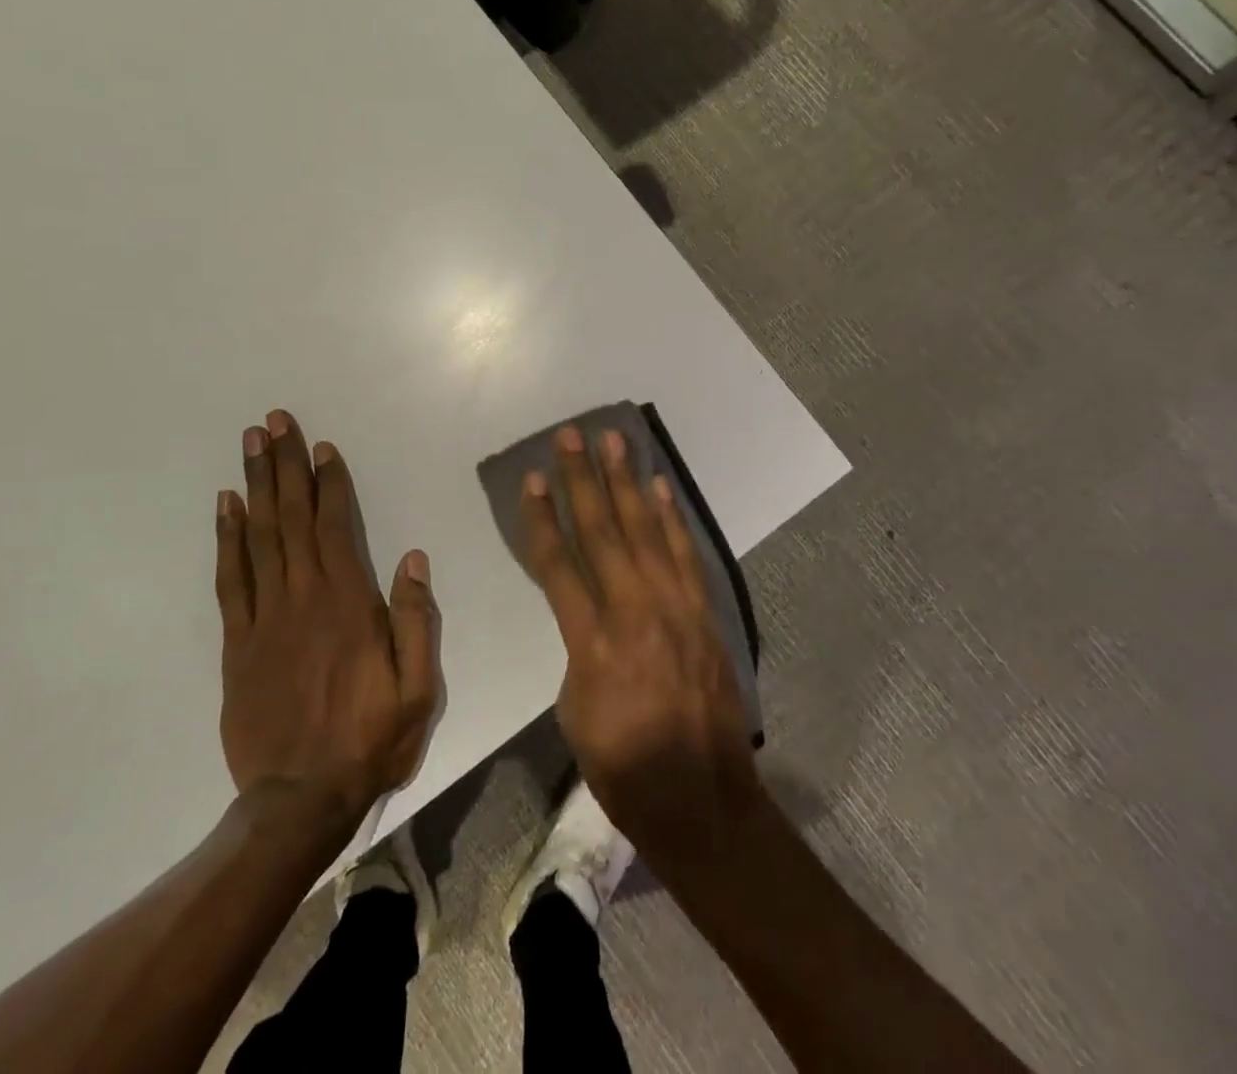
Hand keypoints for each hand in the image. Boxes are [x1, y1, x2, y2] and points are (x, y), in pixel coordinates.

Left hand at [214, 410, 441, 843]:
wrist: (299, 799)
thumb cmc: (369, 739)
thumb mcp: (418, 687)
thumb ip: (415, 619)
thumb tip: (412, 558)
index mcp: (348, 603)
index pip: (336, 526)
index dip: (329, 483)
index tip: (321, 446)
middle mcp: (303, 597)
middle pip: (292, 518)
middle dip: (285, 465)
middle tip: (274, 421)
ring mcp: (265, 617)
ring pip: (259, 537)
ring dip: (255, 486)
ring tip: (251, 445)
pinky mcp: (238, 642)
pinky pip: (231, 579)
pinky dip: (227, 538)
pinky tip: (226, 507)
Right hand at [521, 424, 762, 864]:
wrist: (702, 800)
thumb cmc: (623, 766)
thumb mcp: (574, 711)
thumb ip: (578, 651)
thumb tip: (588, 617)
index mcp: (592, 641)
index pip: (558, 564)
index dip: (542, 518)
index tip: (532, 479)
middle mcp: (634, 611)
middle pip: (602, 531)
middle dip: (582, 480)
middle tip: (570, 436)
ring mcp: (676, 608)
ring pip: (646, 532)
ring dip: (628, 483)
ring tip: (615, 442)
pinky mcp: (704, 614)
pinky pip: (685, 554)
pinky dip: (671, 518)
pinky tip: (659, 489)